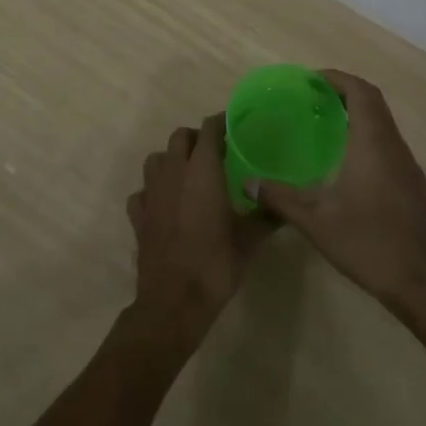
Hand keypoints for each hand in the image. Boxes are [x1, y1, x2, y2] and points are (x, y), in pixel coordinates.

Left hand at [126, 114, 269, 335]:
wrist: (174, 301)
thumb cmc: (216, 264)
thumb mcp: (250, 240)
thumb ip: (268, 214)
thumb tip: (287, 203)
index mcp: (202, 171)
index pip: (209, 130)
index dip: (220, 123)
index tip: (233, 127)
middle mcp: (173, 173)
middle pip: (180, 138)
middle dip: (196, 138)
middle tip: (215, 152)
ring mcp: (151, 193)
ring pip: (156, 159)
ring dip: (171, 159)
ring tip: (188, 174)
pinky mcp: (138, 216)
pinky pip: (142, 191)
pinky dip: (152, 191)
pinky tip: (165, 204)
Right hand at [249, 71, 425, 312]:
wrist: (424, 284)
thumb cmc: (370, 244)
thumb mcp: (316, 222)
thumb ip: (280, 198)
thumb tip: (248, 183)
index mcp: (373, 143)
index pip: (360, 92)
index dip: (336, 79)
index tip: (309, 80)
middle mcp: (394, 146)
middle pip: (373, 102)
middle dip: (343, 92)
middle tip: (310, 98)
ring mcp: (407, 166)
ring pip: (383, 124)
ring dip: (356, 115)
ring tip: (322, 124)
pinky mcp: (411, 185)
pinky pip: (387, 144)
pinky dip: (365, 137)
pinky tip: (344, 162)